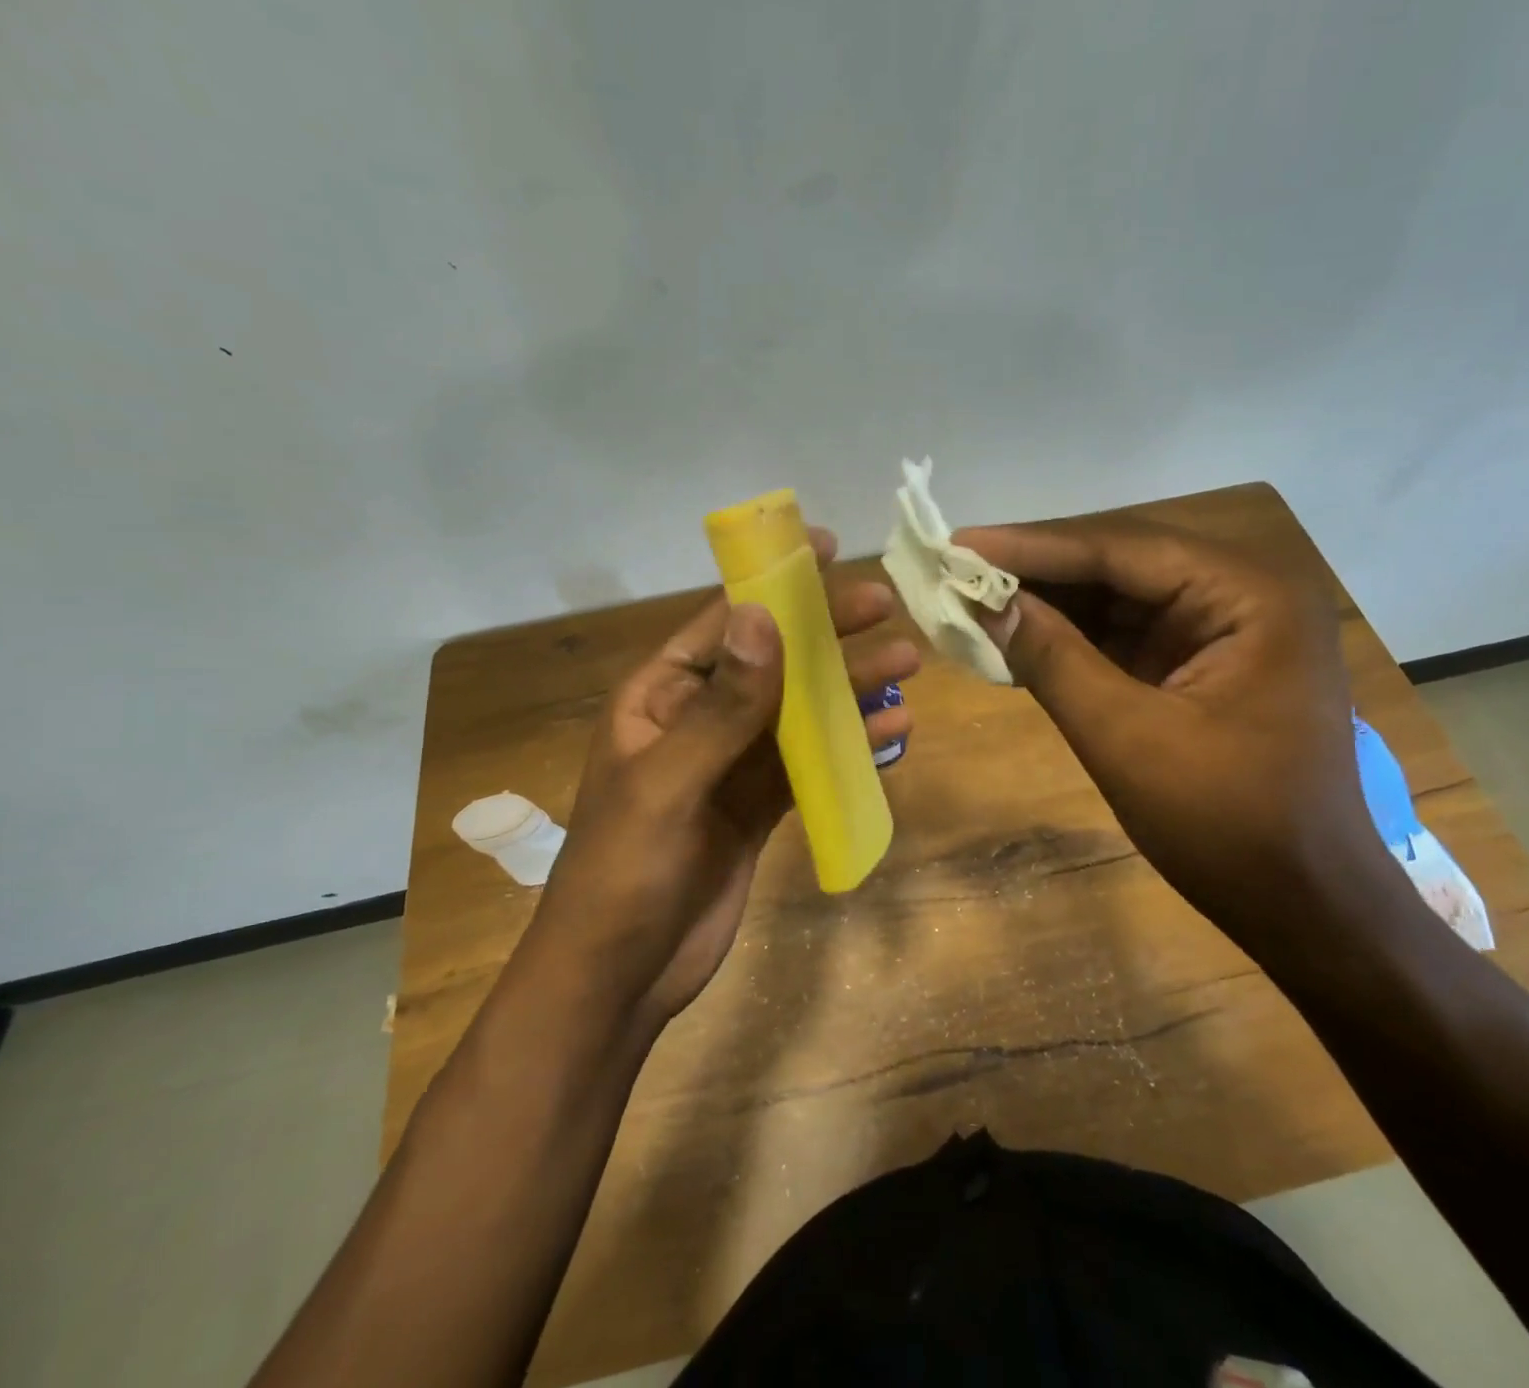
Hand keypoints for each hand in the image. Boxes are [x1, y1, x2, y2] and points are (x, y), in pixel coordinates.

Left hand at [530, 528, 918, 1034]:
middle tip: (885, 607)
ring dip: (849, 691)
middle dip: (826, 634)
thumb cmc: (624, 874)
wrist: (621, 977)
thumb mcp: (669, 783)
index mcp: (659, 698)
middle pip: (771, 662)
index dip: (772, 585)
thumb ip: (723, 705)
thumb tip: (760, 615)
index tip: (824, 549)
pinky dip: (850, 749)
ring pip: (799, 713)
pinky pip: (810, 765)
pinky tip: (893, 735)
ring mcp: (731, 765)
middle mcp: (697, 720)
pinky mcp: (759, 806)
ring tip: (907, 665)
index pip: (722, 623)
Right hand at [956, 516, 1387, 949]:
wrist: (1302, 906)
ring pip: (1119, 598)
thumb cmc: (1227, 826)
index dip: (1033, 546)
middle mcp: (1243, 595)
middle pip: (1121, 565)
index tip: (959, 544)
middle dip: (1038, 571)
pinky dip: (1072, 639)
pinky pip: (1126, 636)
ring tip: (975, 597)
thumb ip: (1054, 660)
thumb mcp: (1127, 739)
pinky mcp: (1202, 666)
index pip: (1123, 550)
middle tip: (958, 567)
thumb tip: (988, 604)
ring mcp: (1225, 631)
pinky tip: (1019, 635)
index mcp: (1249, 596)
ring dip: (1050, 603)